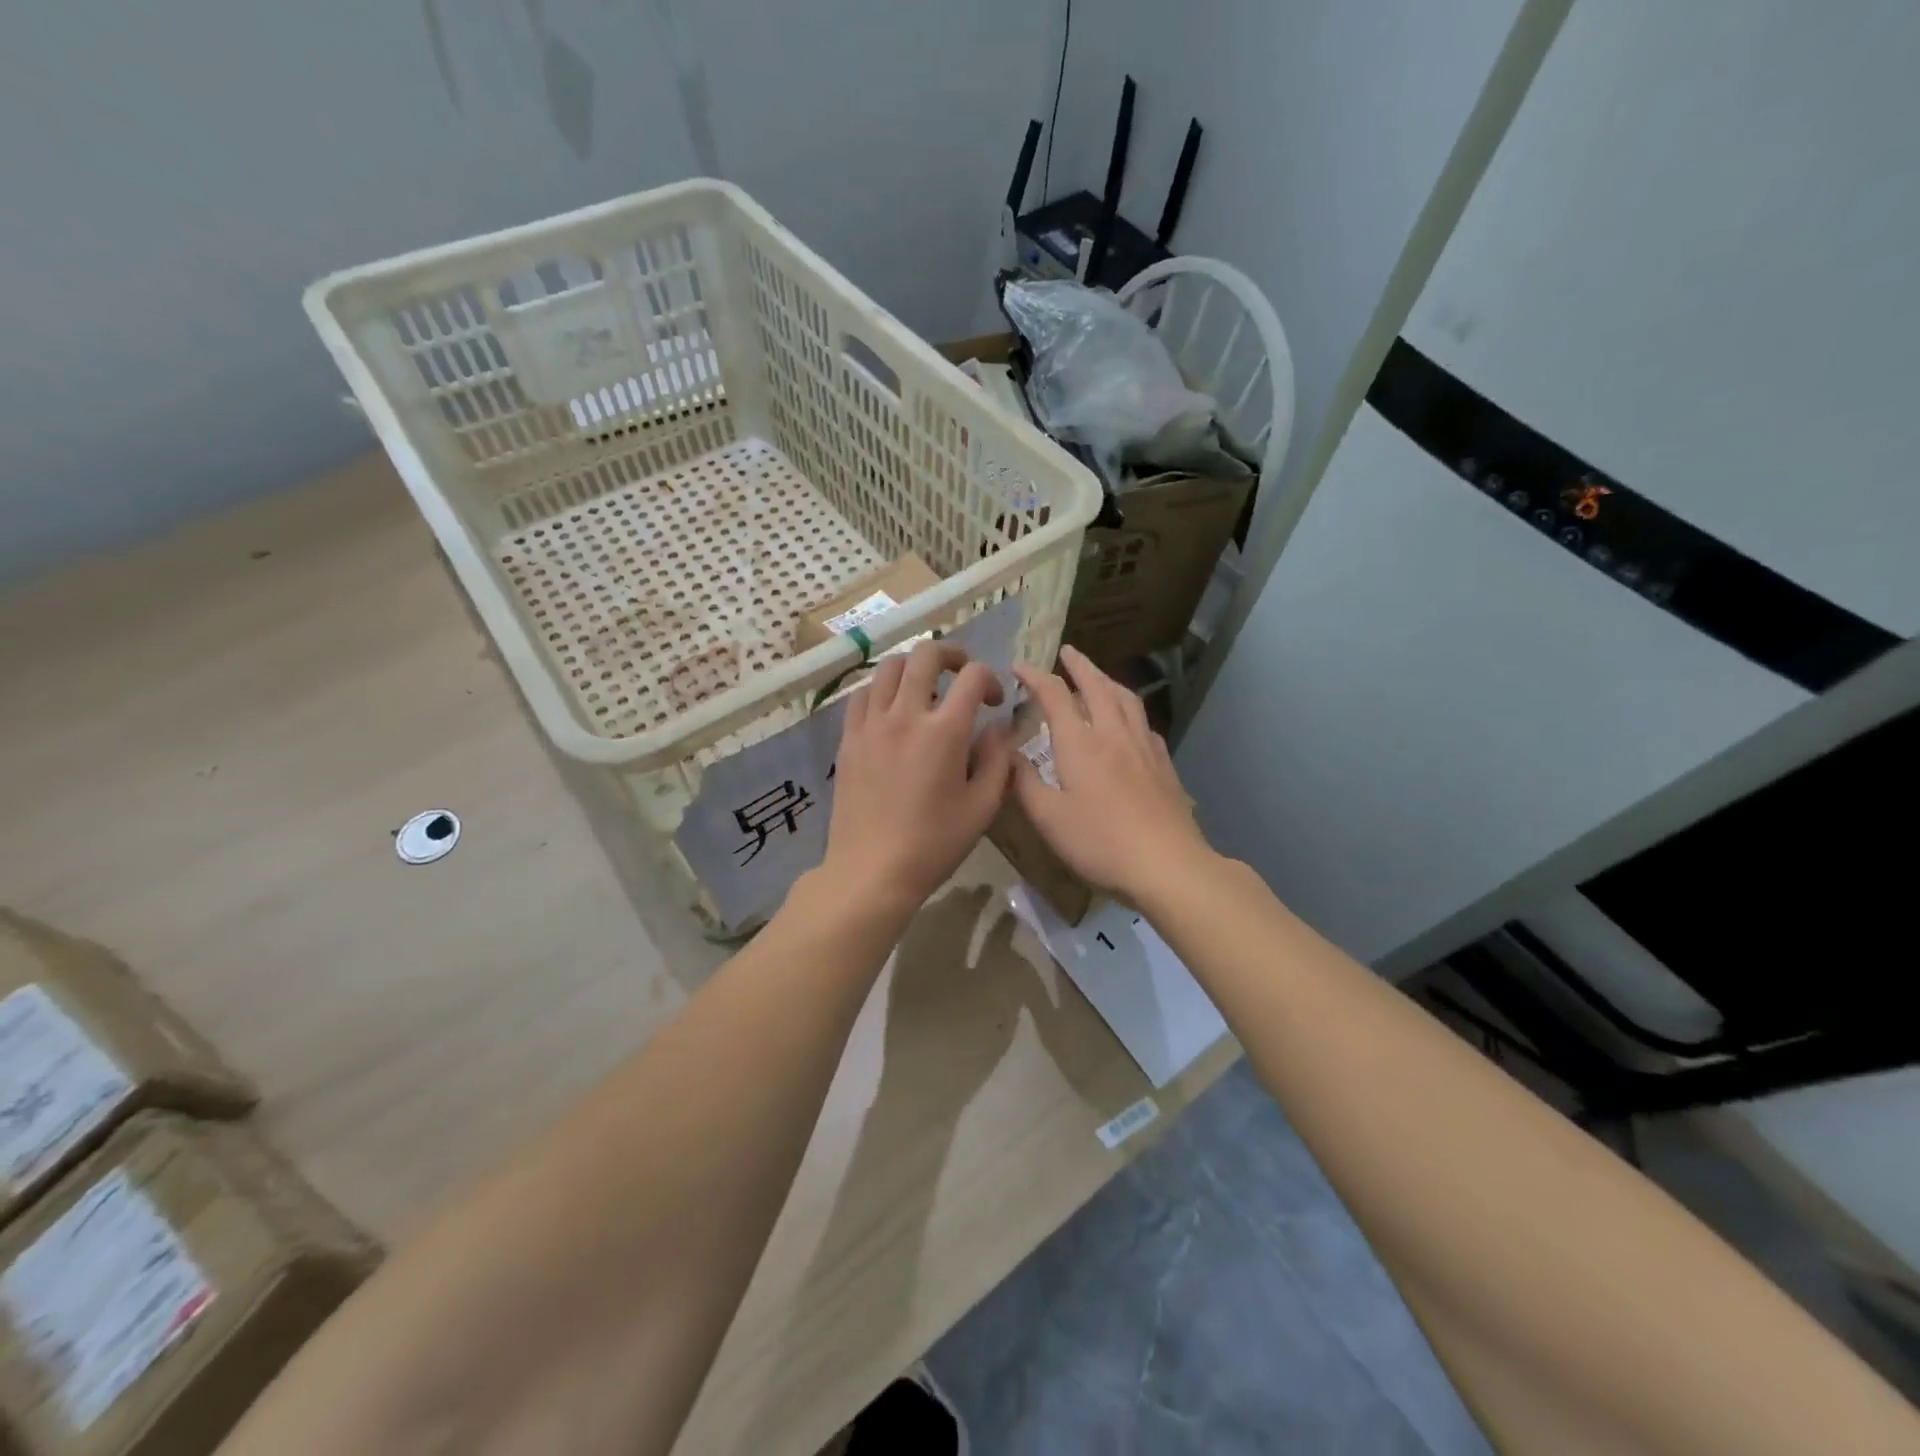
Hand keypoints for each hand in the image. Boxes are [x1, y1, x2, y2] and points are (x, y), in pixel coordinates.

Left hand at [818, 640, 1014, 917]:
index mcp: (945, 731)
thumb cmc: (934, 844)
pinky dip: (881, 690)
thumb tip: (999, 728)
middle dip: (952, 654)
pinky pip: (862, 695)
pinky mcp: (848, 738)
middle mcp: (906, 715)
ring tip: (926, 688)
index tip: (994, 702)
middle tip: (962, 673)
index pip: (973, 677)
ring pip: (889, 668)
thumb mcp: (983, 807)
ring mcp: (871, 724)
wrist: (872, 870)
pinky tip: (891, 709)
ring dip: (914, 668)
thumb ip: (998, 759)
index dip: (990, 679)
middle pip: (926, 654)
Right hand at [1012, 645, 1212, 901]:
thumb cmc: (1100, 842)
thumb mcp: (1048, 818)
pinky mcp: (1163, 764)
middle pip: (1097, 686)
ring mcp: (1144, 746)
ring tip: (1098, 677)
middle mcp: (1113, 734)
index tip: (1019, 664)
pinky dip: (1129, 709)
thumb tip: (1007, 752)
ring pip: (1126, 699)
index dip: (1035, 676)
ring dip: (1108, 680)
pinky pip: (1144, 722)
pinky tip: (1129, 722)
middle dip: (1080, 665)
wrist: (1167, 863)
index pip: (1055, 696)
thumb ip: (1024, 782)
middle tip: (1068, 651)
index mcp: (1080, 744)